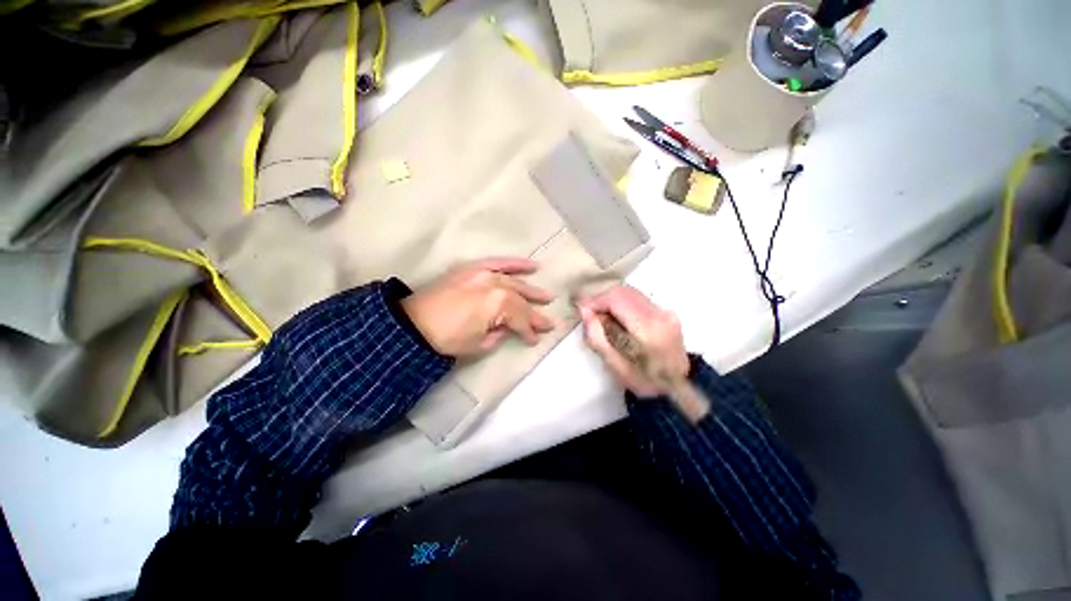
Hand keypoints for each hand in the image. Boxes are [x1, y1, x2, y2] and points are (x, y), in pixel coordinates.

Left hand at [402, 257, 555, 357]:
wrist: (412, 323)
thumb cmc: (447, 339)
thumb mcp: (479, 345)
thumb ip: (500, 335)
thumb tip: (508, 328)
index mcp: (498, 304)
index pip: (521, 318)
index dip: (530, 331)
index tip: (535, 340)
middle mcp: (496, 284)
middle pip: (521, 300)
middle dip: (536, 314)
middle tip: (549, 322)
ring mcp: (484, 273)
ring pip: (515, 281)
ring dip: (532, 289)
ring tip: (547, 296)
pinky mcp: (473, 268)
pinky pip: (498, 262)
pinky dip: (515, 263)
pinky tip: (532, 265)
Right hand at [578, 285, 688, 396]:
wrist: (675, 389)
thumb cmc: (641, 381)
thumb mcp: (613, 364)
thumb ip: (596, 336)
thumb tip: (584, 310)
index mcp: (647, 329)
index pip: (617, 299)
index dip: (596, 301)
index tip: (583, 310)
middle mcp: (660, 314)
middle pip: (624, 292)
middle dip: (603, 299)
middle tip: (590, 314)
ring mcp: (666, 312)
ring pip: (631, 293)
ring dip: (612, 301)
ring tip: (603, 317)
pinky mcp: (667, 312)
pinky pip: (639, 300)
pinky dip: (623, 305)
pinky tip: (618, 319)